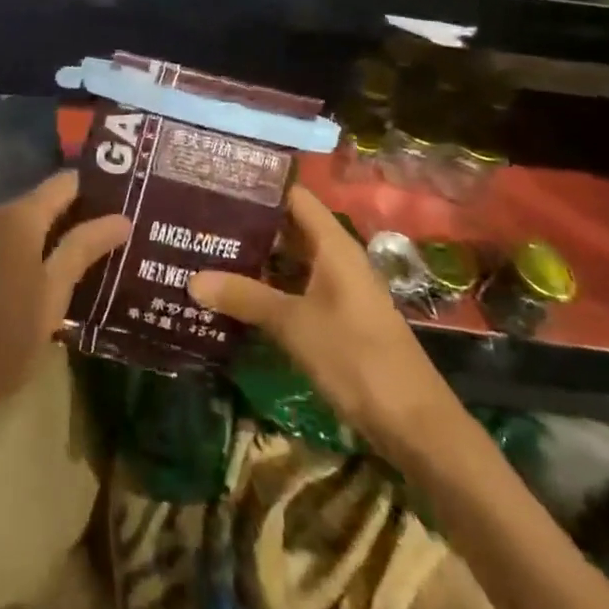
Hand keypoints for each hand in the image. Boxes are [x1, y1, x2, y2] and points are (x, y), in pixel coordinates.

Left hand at [0, 171, 128, 424]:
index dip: (100, 188)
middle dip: (86, 215)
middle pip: (50, 201)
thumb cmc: (2, 334)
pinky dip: (41, 250)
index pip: (67, 182)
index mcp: (20, 216)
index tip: (133, 201)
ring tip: (105, 254)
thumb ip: (83, 249)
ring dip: (64, 236)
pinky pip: (17, 241)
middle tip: (127, 233)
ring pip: (33, 224)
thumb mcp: (52, 294)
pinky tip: (65, 274)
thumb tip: (122, 217)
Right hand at [189, 185, 456, 458]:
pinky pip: (295, 289)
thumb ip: (244, 297)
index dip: (258, 186)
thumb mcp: (293, 324)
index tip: (216, 180)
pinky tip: (234, 295)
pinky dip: (267, 288)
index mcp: (333, 244)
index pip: (292, 195)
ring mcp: (338, 290)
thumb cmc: (356, 358)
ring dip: (255, 258)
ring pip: (290, 261)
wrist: (416, 427)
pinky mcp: (337, 319)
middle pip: (288, 227)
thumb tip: (191, 279)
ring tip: (207, 251)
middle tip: (199, 219)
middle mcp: (336, 258)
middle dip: (247, 224)